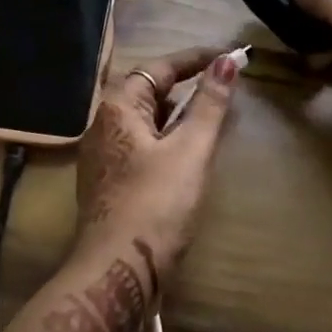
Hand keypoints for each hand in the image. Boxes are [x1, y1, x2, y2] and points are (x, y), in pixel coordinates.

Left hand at [72, 46, 238, 284]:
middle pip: (149, 91)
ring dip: (178, 114)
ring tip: (212, 116)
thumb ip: (209, 105)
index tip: (228, 55)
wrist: (116, 275)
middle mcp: (103, 123)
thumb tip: (227, 61)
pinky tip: (188, 154)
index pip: (160, 67)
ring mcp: (103, 155)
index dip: (195, 59)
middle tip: (223, 85)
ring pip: (146, 120)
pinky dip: (168, 139)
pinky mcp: (109, 182)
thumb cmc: (156, 205)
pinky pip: (142, 145)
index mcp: (118, 106)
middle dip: (186, 85)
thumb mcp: (190, 151)